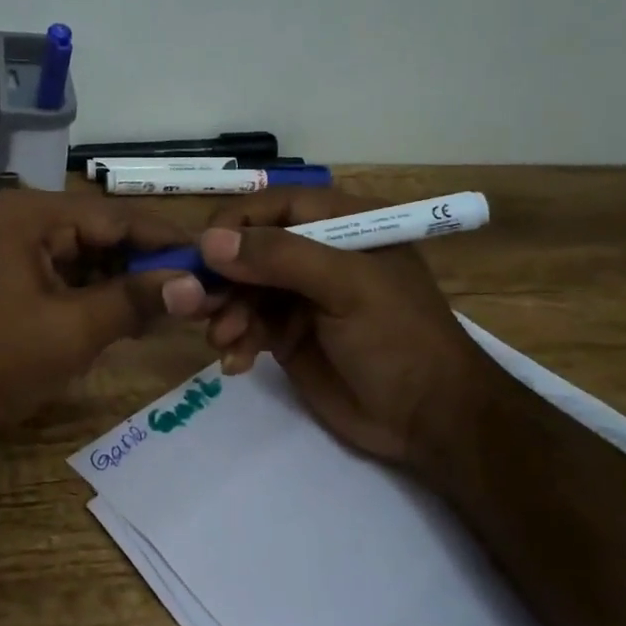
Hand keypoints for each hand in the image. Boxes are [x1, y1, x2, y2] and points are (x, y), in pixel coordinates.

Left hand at [0, 189, 196, 447]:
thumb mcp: (70, 332)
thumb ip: (134, 301)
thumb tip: (195, 284)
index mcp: (34, 214)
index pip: (120, 217)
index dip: (169, 243)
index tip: (215, 265)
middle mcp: (24, 220)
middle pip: (104, 235)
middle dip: (149, 267)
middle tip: (198, 297)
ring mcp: (13, 249)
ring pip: (87, 259)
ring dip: (125, 285)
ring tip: (171, 313)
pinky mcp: (8, 279)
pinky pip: (65, 279)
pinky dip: (96, 298)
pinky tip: (127, 322)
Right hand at [190, 189, 497, 467]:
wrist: (427, 420)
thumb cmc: (398, 338)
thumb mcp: (346, 287)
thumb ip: (280, 257)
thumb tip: (209, 241)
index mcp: (342, 223)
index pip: (276, 205)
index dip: (237, 222)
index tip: (203, 250)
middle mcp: (317, 253)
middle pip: (251, 248)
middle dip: (223, 275)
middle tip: (197, 302)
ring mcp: (301, 296)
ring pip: (243, 288)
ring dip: (226, 311)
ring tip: (223, 339)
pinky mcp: (288, 334)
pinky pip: (248, 325)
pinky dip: (236, 340)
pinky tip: (235, 362)